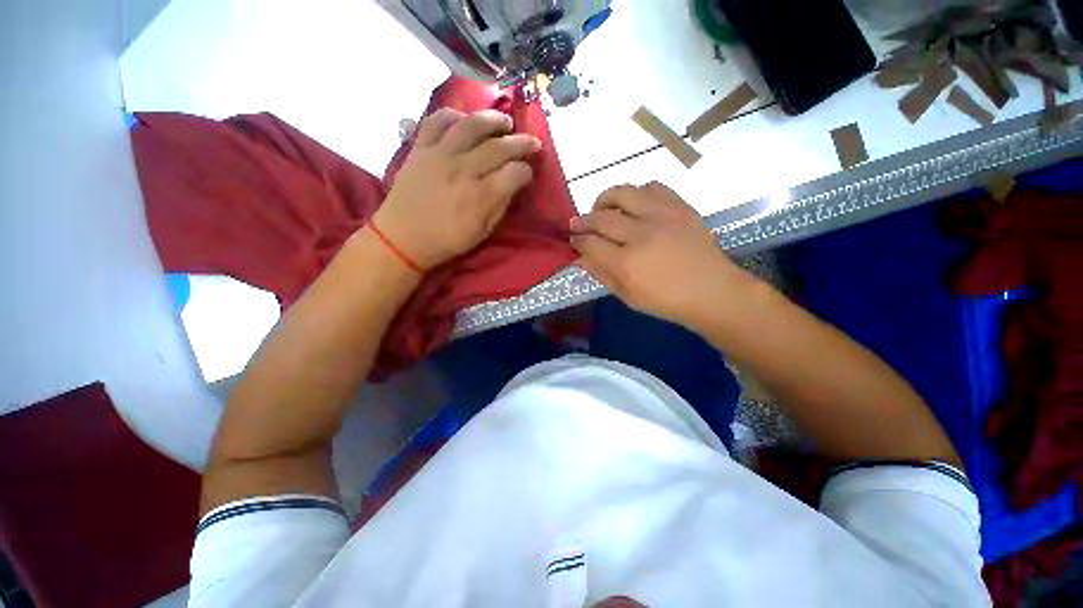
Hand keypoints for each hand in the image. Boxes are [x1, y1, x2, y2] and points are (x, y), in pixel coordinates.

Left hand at [374, 108, 540, 269]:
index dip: (526, 171)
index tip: (528, 173)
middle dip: (521, 142)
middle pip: (499, 147)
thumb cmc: (447, 240)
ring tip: (505, 122)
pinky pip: (436, 121)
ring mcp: (440, 155)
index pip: (514, 173)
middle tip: (532, 142)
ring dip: (493, 119)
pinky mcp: (421, 148)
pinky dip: (453, 115)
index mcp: (481, 196)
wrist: (403, 237)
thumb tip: (514, 184)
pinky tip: (464, 119)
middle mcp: (464, 170)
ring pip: (471, 125)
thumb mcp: (482, 231)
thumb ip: (500, 205)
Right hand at [570, 182, 752, 329]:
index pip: (590, 244)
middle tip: (578, 224)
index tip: (574, 240)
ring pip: (622, 193)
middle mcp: (640, 235)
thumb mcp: (627, 296)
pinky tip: (634, 205)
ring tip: (602, 209)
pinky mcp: (680, 207)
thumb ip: (601, 274)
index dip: (577, 241)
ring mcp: (662, 216)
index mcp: (626, 264)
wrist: (712, 291)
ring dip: (605, 200)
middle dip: (583, 220)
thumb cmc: (666, 301)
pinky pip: (651, 187)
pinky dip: (636, 193)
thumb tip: (579, 257)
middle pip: (600, 218)